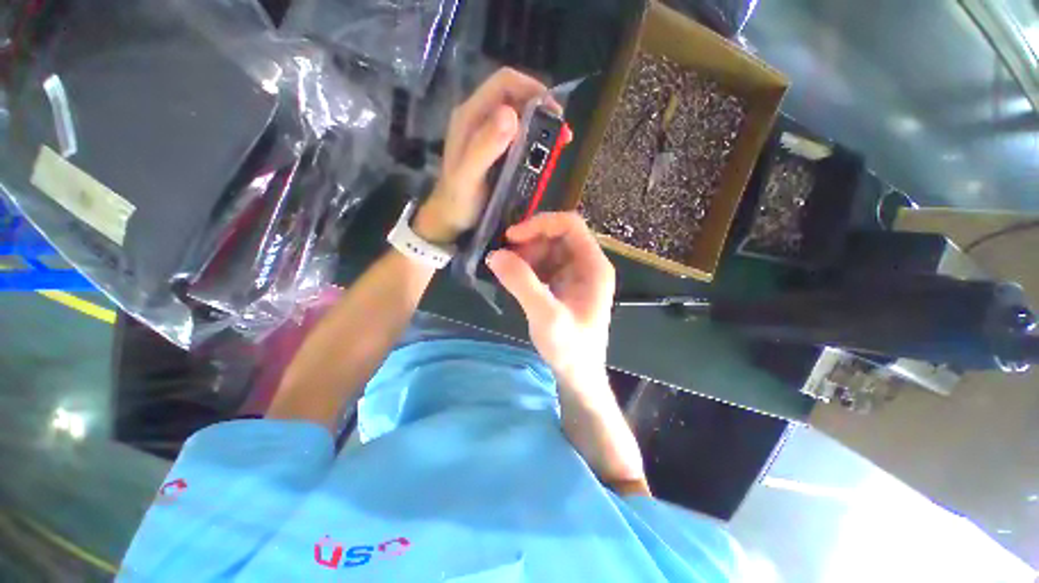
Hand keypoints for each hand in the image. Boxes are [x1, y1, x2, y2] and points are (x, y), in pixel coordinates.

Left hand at [413, 68, 551, 243]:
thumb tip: (512, 114)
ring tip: (559, 141)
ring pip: (518, 114)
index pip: (503, 83)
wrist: (450, 219)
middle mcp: (478, 118)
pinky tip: (544, 151)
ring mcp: (486, 133)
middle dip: (540, 107)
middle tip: (561, 130)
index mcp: (470, 116)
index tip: (554, 109)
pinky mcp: (494, 148)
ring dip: (540, 123)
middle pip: (513, 95)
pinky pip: (517, 134)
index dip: (531, 88)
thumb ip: (485, 146)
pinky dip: (534, 138)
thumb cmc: (457, 201)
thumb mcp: (469, 176)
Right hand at [486, 212, 615, 394]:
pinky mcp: (564, 284)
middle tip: (506, 258)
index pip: (570, 225)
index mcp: (594, 266)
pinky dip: (527, 267)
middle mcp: (588, 265)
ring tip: (508, 272)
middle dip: (530, 241)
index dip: (540, 224)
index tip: (512, 237)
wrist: (578, 375)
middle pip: (558, 235)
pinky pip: (544, 264)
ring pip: (548, 248)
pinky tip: (515, 280)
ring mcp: (576, 274)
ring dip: (526, 255)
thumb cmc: (570, 348)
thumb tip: (495, 254)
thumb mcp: (546, 316)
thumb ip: (522, 283)